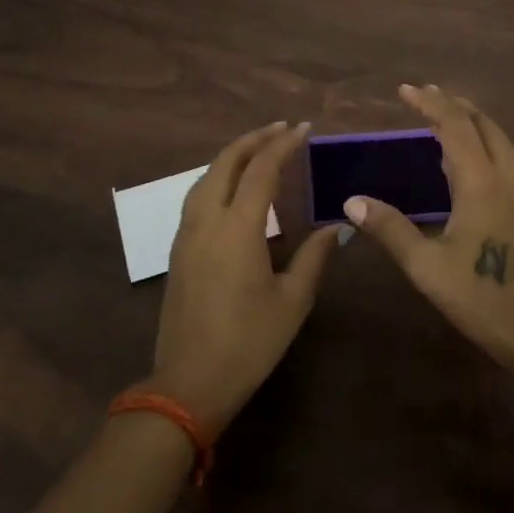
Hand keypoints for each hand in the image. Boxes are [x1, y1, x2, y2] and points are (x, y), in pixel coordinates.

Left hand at [149, 120, 338, 433]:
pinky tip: (232, 187)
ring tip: (258, 149)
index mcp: (238, 229)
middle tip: (281, 129)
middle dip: (253, 140)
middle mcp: (207, 221)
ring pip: (206, 177)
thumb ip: (314, 257)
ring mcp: (187, 235)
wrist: (188, 383)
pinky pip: (197, 196)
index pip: (261, 171)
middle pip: (226, 163)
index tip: (303, 129)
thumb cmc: (248, 343)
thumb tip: (335, 226)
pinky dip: (217, 177)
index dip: (283, 145)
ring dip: (232, 156)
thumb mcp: (292, 302)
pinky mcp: (178, 250)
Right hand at [347, 85, 513, 377]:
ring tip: (443, 118)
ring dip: (472, 121)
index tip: (405, 89)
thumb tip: (352, 201)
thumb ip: (390, 229)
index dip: (430, 104)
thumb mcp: (427, 268)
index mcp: (482, 184)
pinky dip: (485, 141)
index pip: (455, 127)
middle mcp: (508, 177)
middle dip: (453, 104)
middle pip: (483, 124)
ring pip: (500, 139)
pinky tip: (468, 160)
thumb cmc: (482, 300)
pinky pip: (507, 157)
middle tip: (423, 96)